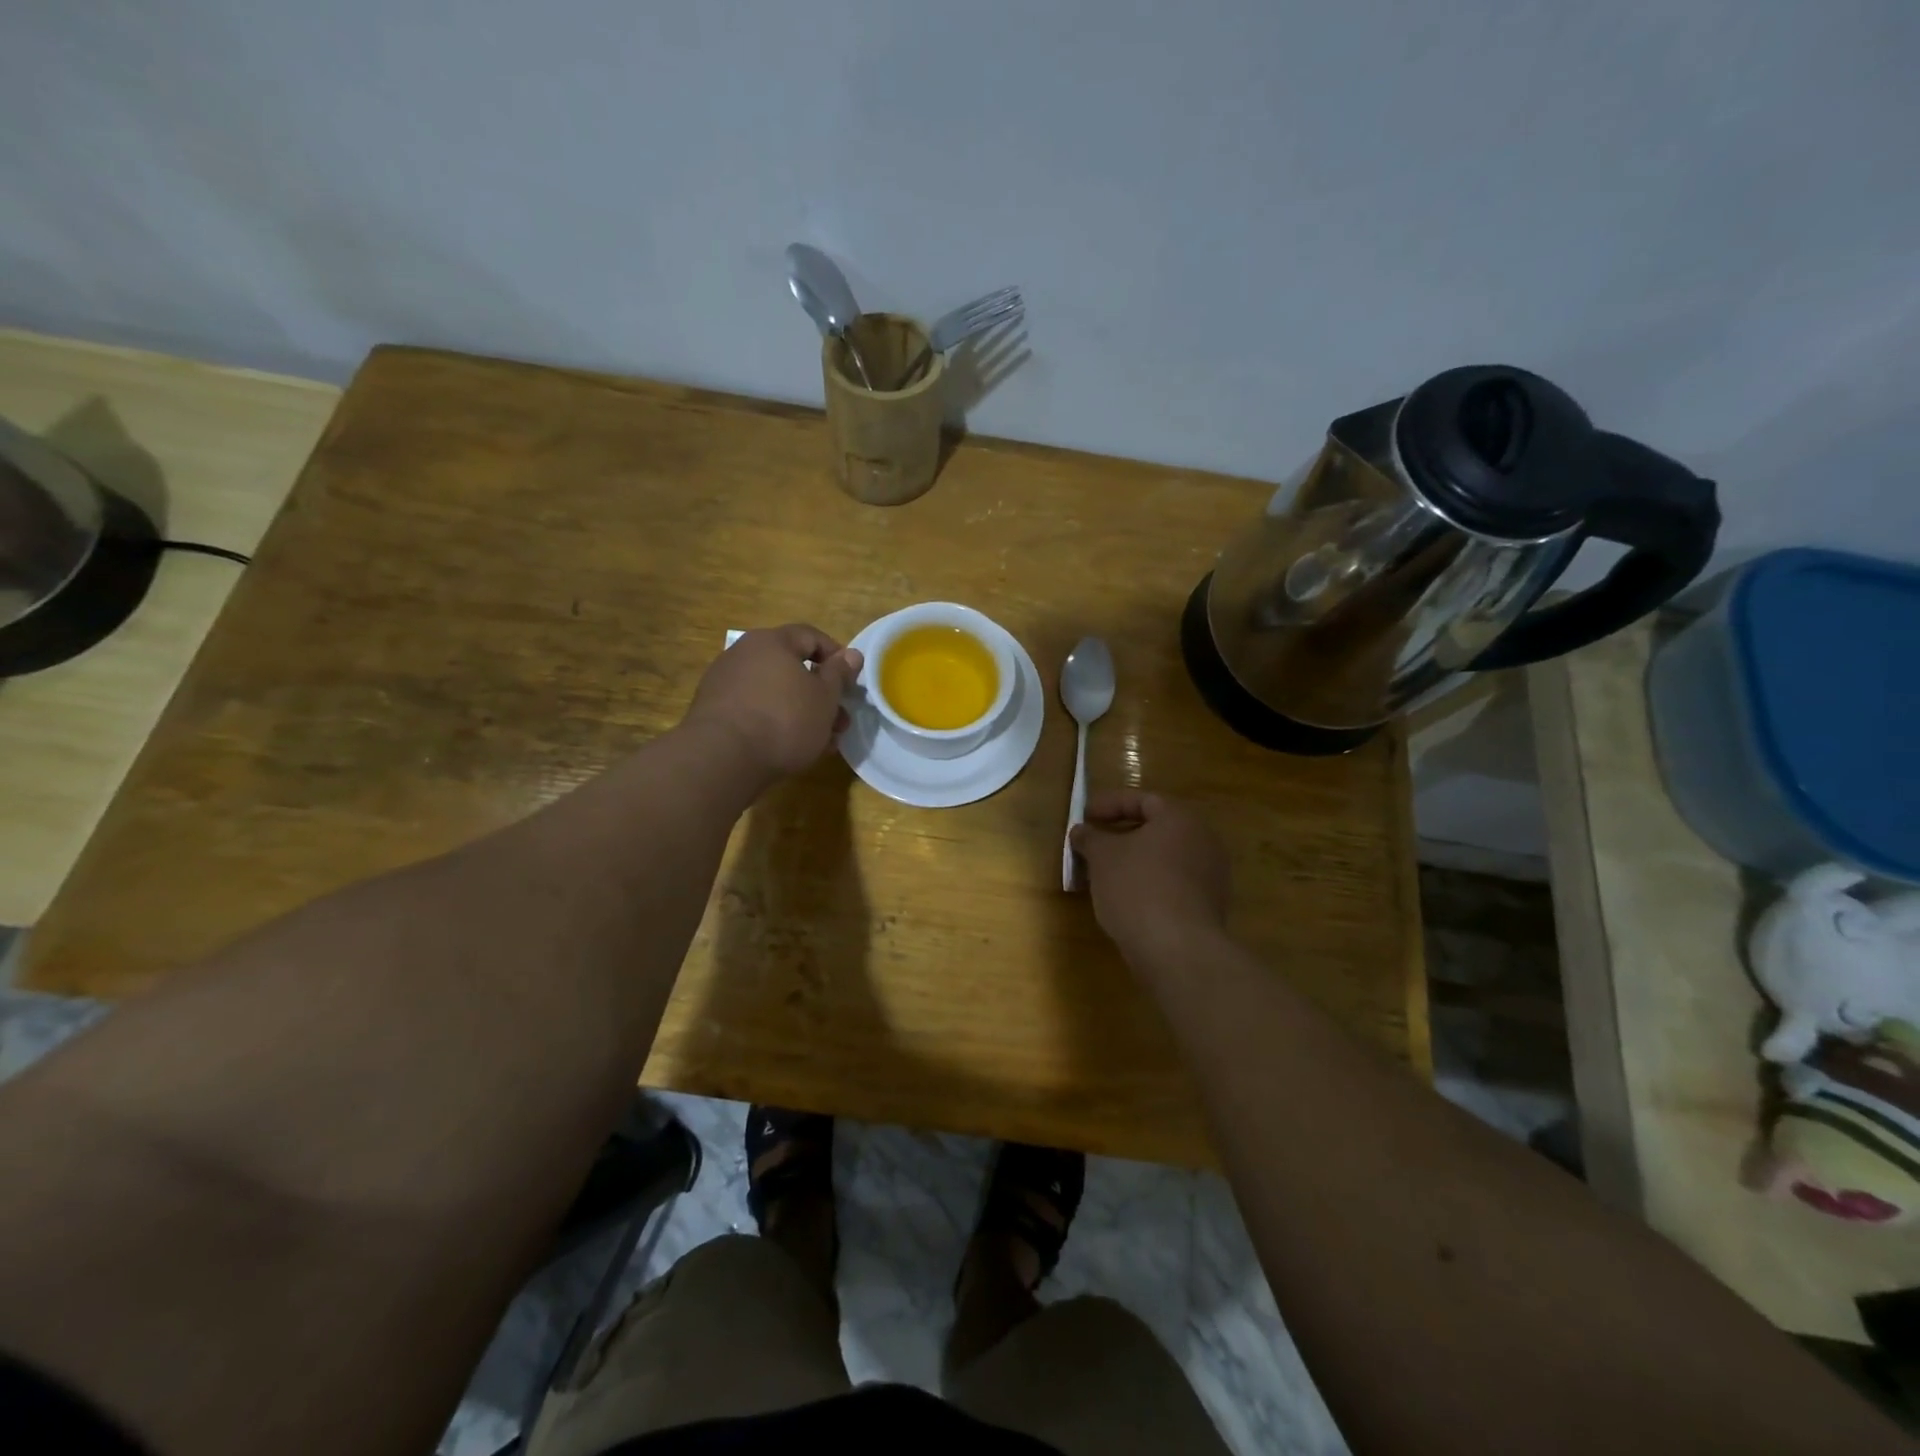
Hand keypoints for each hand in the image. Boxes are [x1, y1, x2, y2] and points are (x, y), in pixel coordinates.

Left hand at [685, 625, 862, 780]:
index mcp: (772, 642)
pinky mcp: (714, 712)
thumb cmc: (785, 719)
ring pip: (775, 693)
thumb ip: (839, 673)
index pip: (811, 636)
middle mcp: (744, 654)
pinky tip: (790, 748)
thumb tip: (851, 654)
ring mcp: (724, 683)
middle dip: (821, 695)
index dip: (836, 657)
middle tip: (839, 722)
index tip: (851, 683)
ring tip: (821, 742)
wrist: (723, 758)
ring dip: (802, 713)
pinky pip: (755, 710)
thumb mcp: (825, 696)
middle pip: (792, 668)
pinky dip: (776, 723)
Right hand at [1070, 790, 1230, 963]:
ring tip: (1104, 875)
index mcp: (1180, 819)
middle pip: (1156, 829)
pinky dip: (1149, 884)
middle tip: (1093, 845)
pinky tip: (1126, 900)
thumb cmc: (1137, 888)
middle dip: (1121, 835)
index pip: (1142, 800)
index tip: (1084, 816)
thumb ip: (1090, 837)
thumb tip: (1082, 830)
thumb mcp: (1102, 857)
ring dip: (1134, 862)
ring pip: (1164, 858)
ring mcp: (1211, 875)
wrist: (1178, 949)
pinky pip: (1173, 883)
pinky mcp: (1209, 906)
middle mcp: (1203, 841)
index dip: (1109, 805)